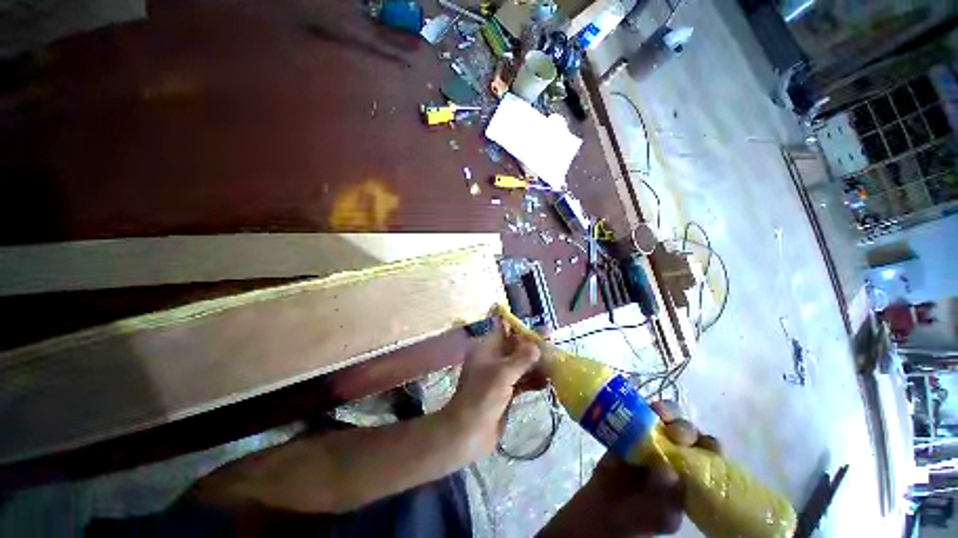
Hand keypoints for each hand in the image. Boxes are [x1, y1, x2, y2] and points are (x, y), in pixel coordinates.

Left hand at [440, 317, 540, 454]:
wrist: (467, 434)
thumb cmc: (482, 397)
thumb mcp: (502, 374)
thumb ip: (522, 358)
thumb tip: (537, 345)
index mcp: (486, 349)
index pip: (506, 333)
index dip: (524, 332)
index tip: (543, 333)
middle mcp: (492, 360)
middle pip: (516, 349)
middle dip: (533, 350)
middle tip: (553, 350)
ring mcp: (499, 378)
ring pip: (520, 366)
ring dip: (536, 366)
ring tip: (554, 367)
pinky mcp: (505, 394)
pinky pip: (522, 382)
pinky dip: (533, 381)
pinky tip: (547, 383)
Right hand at [540, 404, 720, 537]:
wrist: (602, 509)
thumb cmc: (637, 518)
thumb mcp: (660, 517)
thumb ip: (667, 498)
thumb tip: (667, 469)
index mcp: (692, 475)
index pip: (709, 454)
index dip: (707, 444)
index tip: (697, 443)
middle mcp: (674, 453)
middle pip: (686, 431)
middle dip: (682, 426)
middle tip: (672, 430)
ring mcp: (649, 440)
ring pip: (662, 418)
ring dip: (663, 411)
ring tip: (655, 412)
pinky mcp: (626, 431)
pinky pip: (633, 415)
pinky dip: (636, 407)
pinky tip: (633, 405)